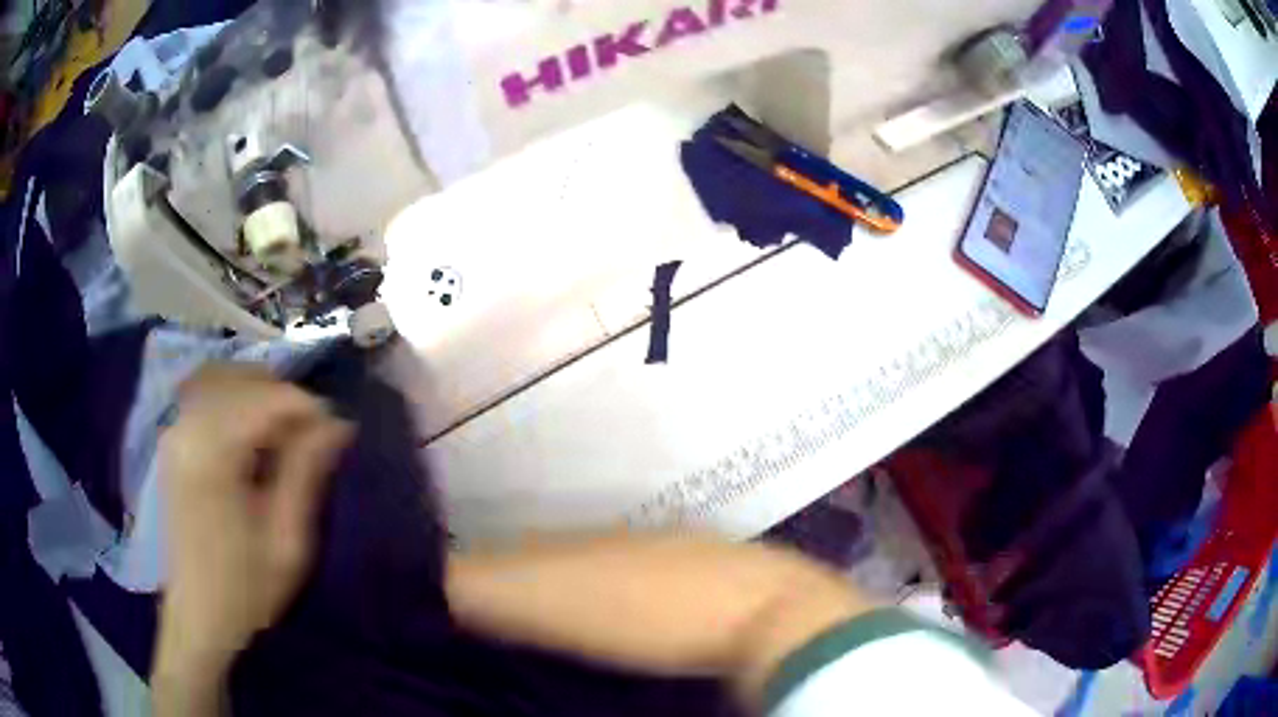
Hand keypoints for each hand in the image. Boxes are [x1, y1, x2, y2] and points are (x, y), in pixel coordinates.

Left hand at [155, 365, 351, 678]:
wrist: (197, 616)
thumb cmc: (246, 588)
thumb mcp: (287, 540)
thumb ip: (306, 473)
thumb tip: (337, 423)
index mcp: (212, 453)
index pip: (266, 397)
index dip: (308, 407)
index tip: (338, 433)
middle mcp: (187, 427)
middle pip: (243, 378)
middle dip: (285, 396)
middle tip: (315, 435)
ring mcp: (175, 430)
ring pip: (224, 379)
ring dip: (261, 394)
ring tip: (286, 433)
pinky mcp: (173, 440)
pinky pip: (207, 395)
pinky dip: (237, 399)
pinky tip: (253, 432)